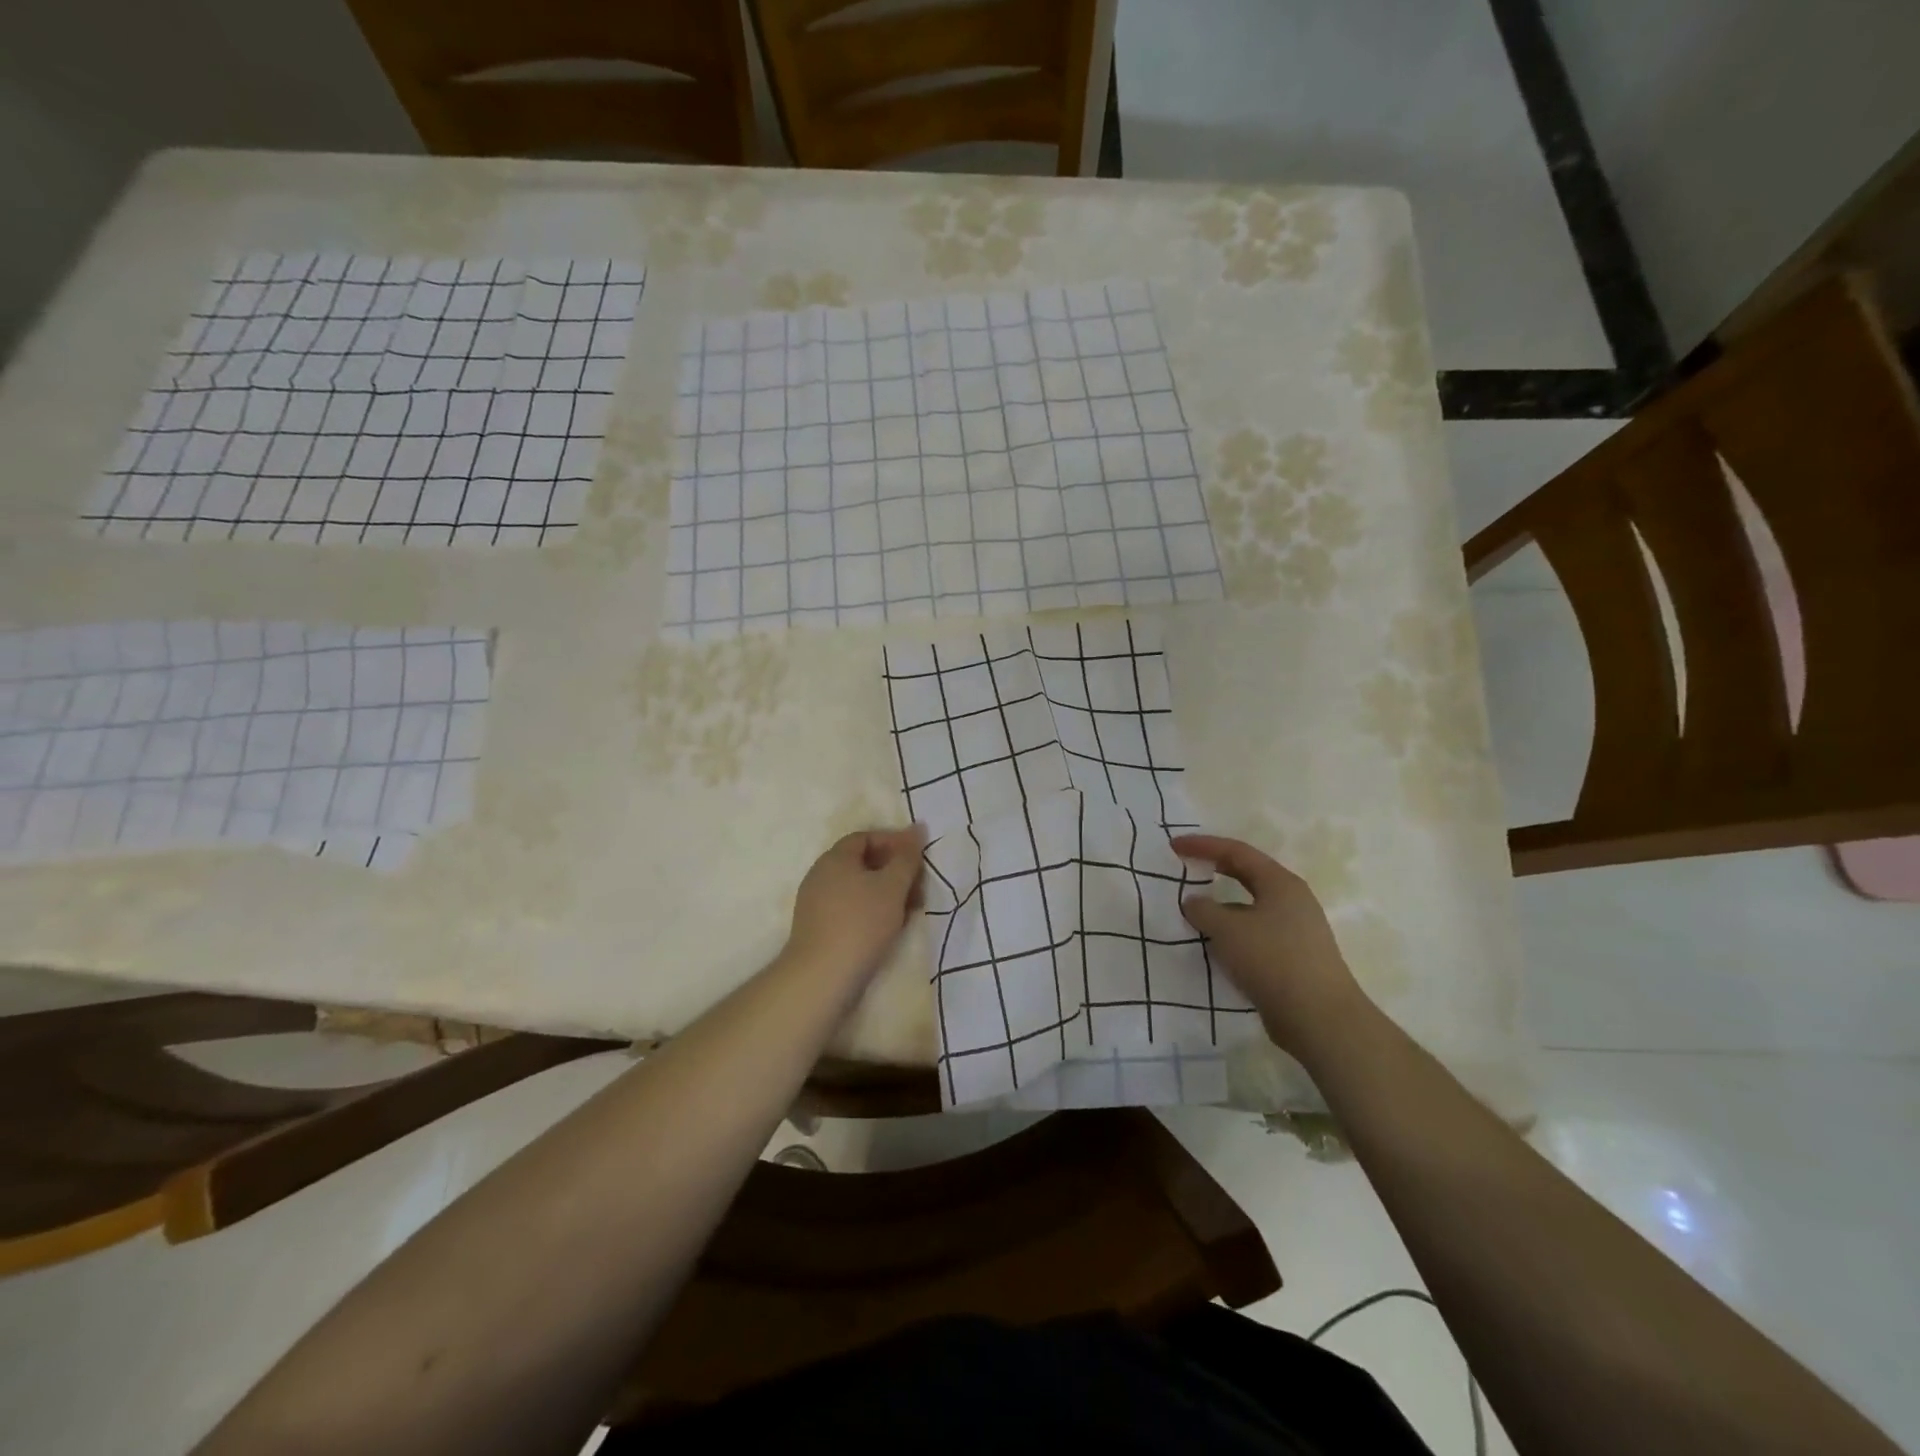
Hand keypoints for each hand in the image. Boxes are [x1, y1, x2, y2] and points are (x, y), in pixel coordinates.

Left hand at [784, 825, 927, 981]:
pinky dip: (873, 910)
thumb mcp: (892, 886)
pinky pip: (850, 908)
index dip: (894, 842)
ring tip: (910, 910)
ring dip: (887, 893)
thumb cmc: (861, 923)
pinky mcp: (818, 928)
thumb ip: (907, 856)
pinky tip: (890, 927)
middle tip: (919, 885)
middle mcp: (821, 874)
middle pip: (862, 862)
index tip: (918, 857)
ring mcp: (816, 903)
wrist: (821, 977)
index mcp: (835, 858)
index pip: (866, 837)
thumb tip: (917, 828)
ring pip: (858, 887)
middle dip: (894, 870)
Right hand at [1173, 834, 1367, 1056]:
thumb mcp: (1227, 929)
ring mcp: (1296, 930)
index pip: (1236, 851)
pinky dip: (1232, 933)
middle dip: (1215, 870)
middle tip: (1185, 869)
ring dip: (1222, 907)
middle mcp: (1292, 900)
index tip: (1174, 846)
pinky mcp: (1294, 958)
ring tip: (1194, 914)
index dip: (1203, 846)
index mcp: (1281, 883)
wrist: (1320, 1019)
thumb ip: (1203, 910)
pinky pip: (1255, 934)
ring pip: (1251, 908)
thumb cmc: (1272, 960)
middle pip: (1248, 875)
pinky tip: (1215, 947)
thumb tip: (1193, 902)